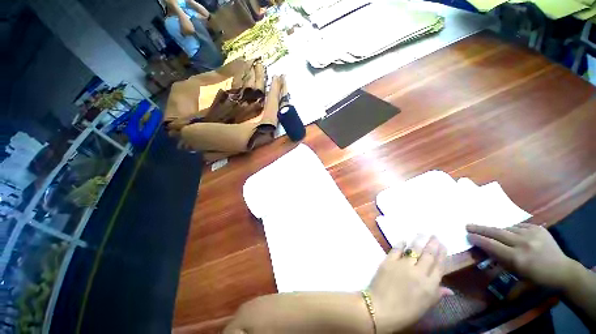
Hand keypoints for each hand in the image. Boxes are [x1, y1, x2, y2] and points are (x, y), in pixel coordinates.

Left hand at [369, 236, 450, 333]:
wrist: (380, 309)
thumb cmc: (405, 312)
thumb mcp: (424, 307)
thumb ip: (437, 295)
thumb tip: (450, 290)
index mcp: (430, 286)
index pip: (439, 266)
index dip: (442, 254)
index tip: (443, 245)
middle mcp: (418, 273)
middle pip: (428, 255)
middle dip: (432, 244)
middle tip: (434, 235)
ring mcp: (403, 265)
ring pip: (413, 249)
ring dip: (419, 240)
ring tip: (423, 233)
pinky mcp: (389, 261)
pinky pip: (396, 249)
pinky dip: (401, 244)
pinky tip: (403, 239)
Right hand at [466, 223, 574, 289]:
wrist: (562, 270)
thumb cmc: (537, 278)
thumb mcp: (517, 275)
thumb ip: (500, 262)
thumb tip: (484, 251)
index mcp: (518, 258)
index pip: (492, 245)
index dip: (478, 240)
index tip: (468, 235)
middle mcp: (523, 244)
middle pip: (497, 233)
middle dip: (481, 229)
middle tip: (468, 225)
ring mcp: (532, 234)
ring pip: (507, 228)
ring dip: (498, 231)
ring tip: (492, 233)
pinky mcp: (537, 228)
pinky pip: (518, 226)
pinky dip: (512, 230)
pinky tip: (512, 234)